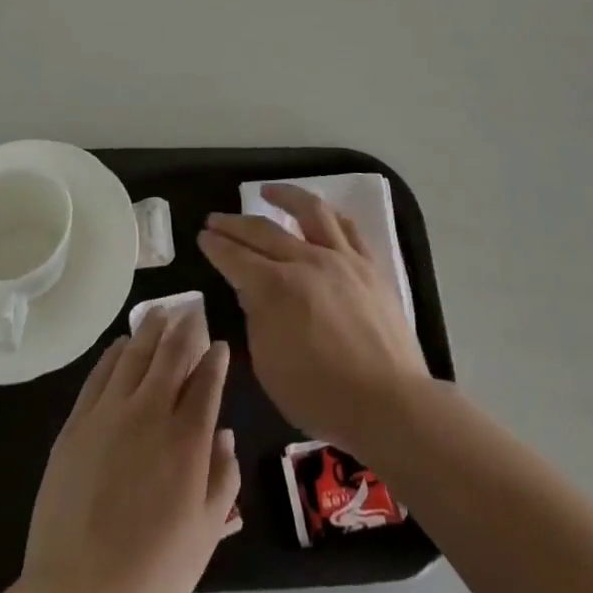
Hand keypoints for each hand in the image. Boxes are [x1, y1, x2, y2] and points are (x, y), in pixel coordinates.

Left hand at [12, 308, 239, 592]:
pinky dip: (114, 353)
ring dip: (150, 329)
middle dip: (185, 328)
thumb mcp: (204, 537)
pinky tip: (121, 345)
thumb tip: (226, 435)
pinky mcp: (77, 424)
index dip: (215, 358)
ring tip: (159, 311)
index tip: (219, 344)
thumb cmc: (151, 572)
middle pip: (171, 355)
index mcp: (187, 438)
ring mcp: (110, 413)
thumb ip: (222, 480)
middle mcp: (151, 412)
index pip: (207, 381)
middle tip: (191, 310)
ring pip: (134, 354)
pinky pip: (99, 374)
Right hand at [199, 185, 427, 459]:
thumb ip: (256, 320)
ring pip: (310, 211)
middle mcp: (306, 261)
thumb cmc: (321, 396)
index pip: (236, 258)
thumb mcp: (270, 367)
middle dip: (235, 223)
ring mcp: (341, 258)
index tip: (203, 236)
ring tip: (268, 191)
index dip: (216, 246)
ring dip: (284, 197)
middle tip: (217, 218)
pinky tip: (319, 213)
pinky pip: (347, 227)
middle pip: (264, 231)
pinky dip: (328, 215)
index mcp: (276, 289)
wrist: (389, 402)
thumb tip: (251, 291)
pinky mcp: (369, 265)